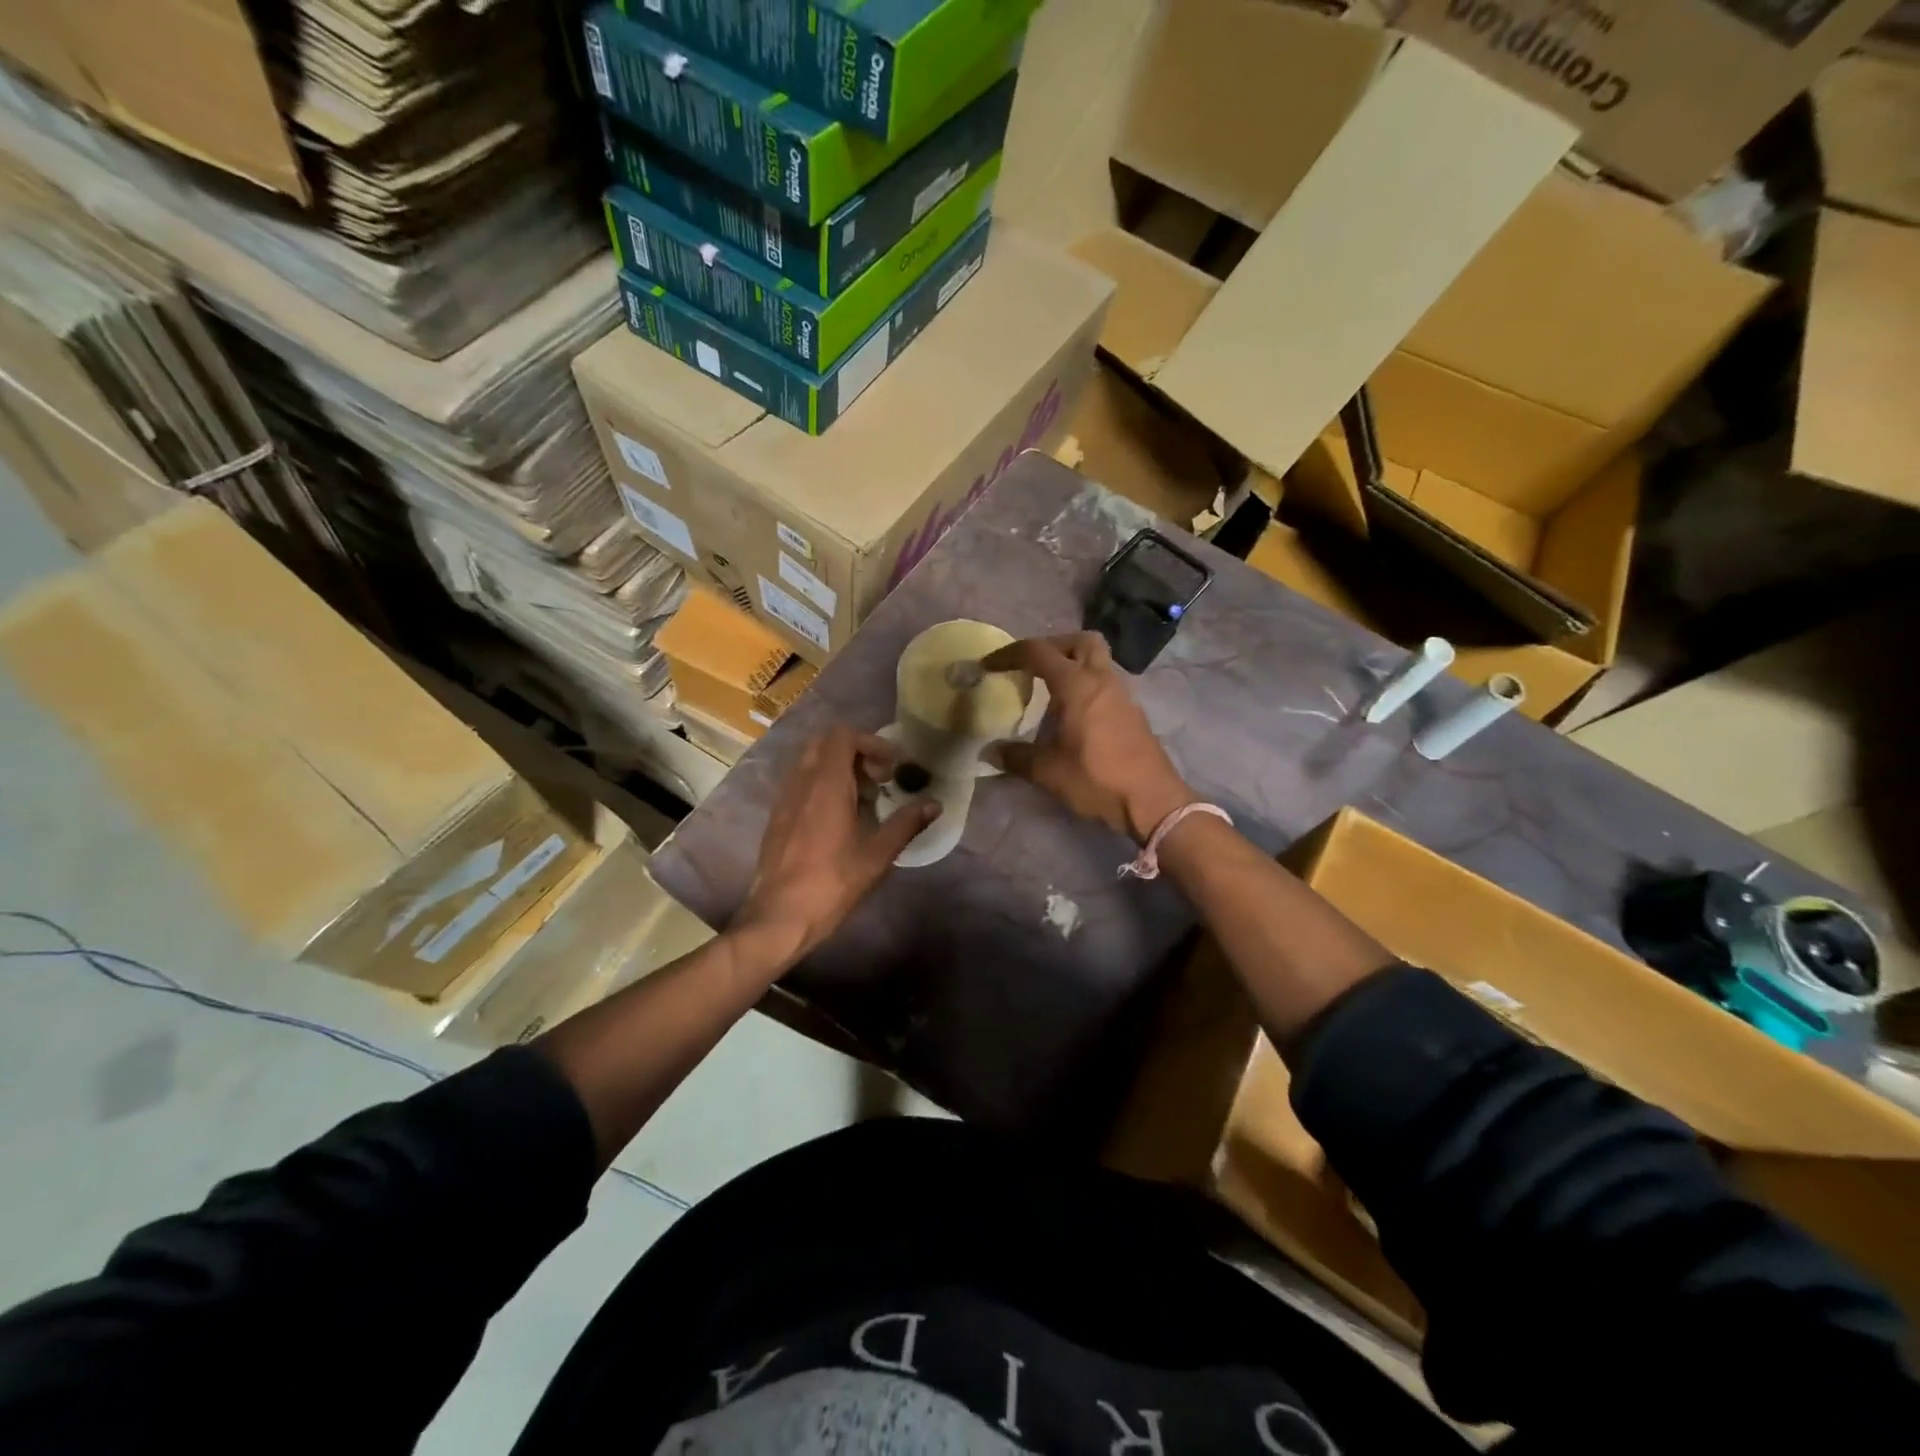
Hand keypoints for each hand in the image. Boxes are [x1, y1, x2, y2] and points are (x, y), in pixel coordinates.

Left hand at [734, 726, 939, 968]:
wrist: (779, 917)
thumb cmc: (831, 884)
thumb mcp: (877, 856)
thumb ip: (906, 824)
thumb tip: (935, 804)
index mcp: (826, 784)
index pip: (843, 736)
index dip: (871, 743)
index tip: (892, 769)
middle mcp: (801, 782)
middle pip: (825, 743)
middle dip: (855, 752)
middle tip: (878, 780)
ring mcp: (784, 798)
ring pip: (810, 762)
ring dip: (837, 768)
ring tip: (861, 799)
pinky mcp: (776, 816)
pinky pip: (800, 783)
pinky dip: (821, 785)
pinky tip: (838, 818)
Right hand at [982, 633, 1193, 842]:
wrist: (1152, 801)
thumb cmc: (1097, 779)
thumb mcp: (1048, 771)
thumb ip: (1016, 757)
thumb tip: (989, 752)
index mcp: (1077, 685)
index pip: (1039, 652)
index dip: (1010, 653)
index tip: (989, 664)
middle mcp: (1102, 680)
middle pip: (1080, 641)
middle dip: (1052, 645)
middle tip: (1031, 666)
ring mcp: (1122, 694)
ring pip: (1097, 660)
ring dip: (1072, 664)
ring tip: (1049, 688)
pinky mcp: (1132, 712)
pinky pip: (1105, 682)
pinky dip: (1086, 684)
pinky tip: (1073, 712)